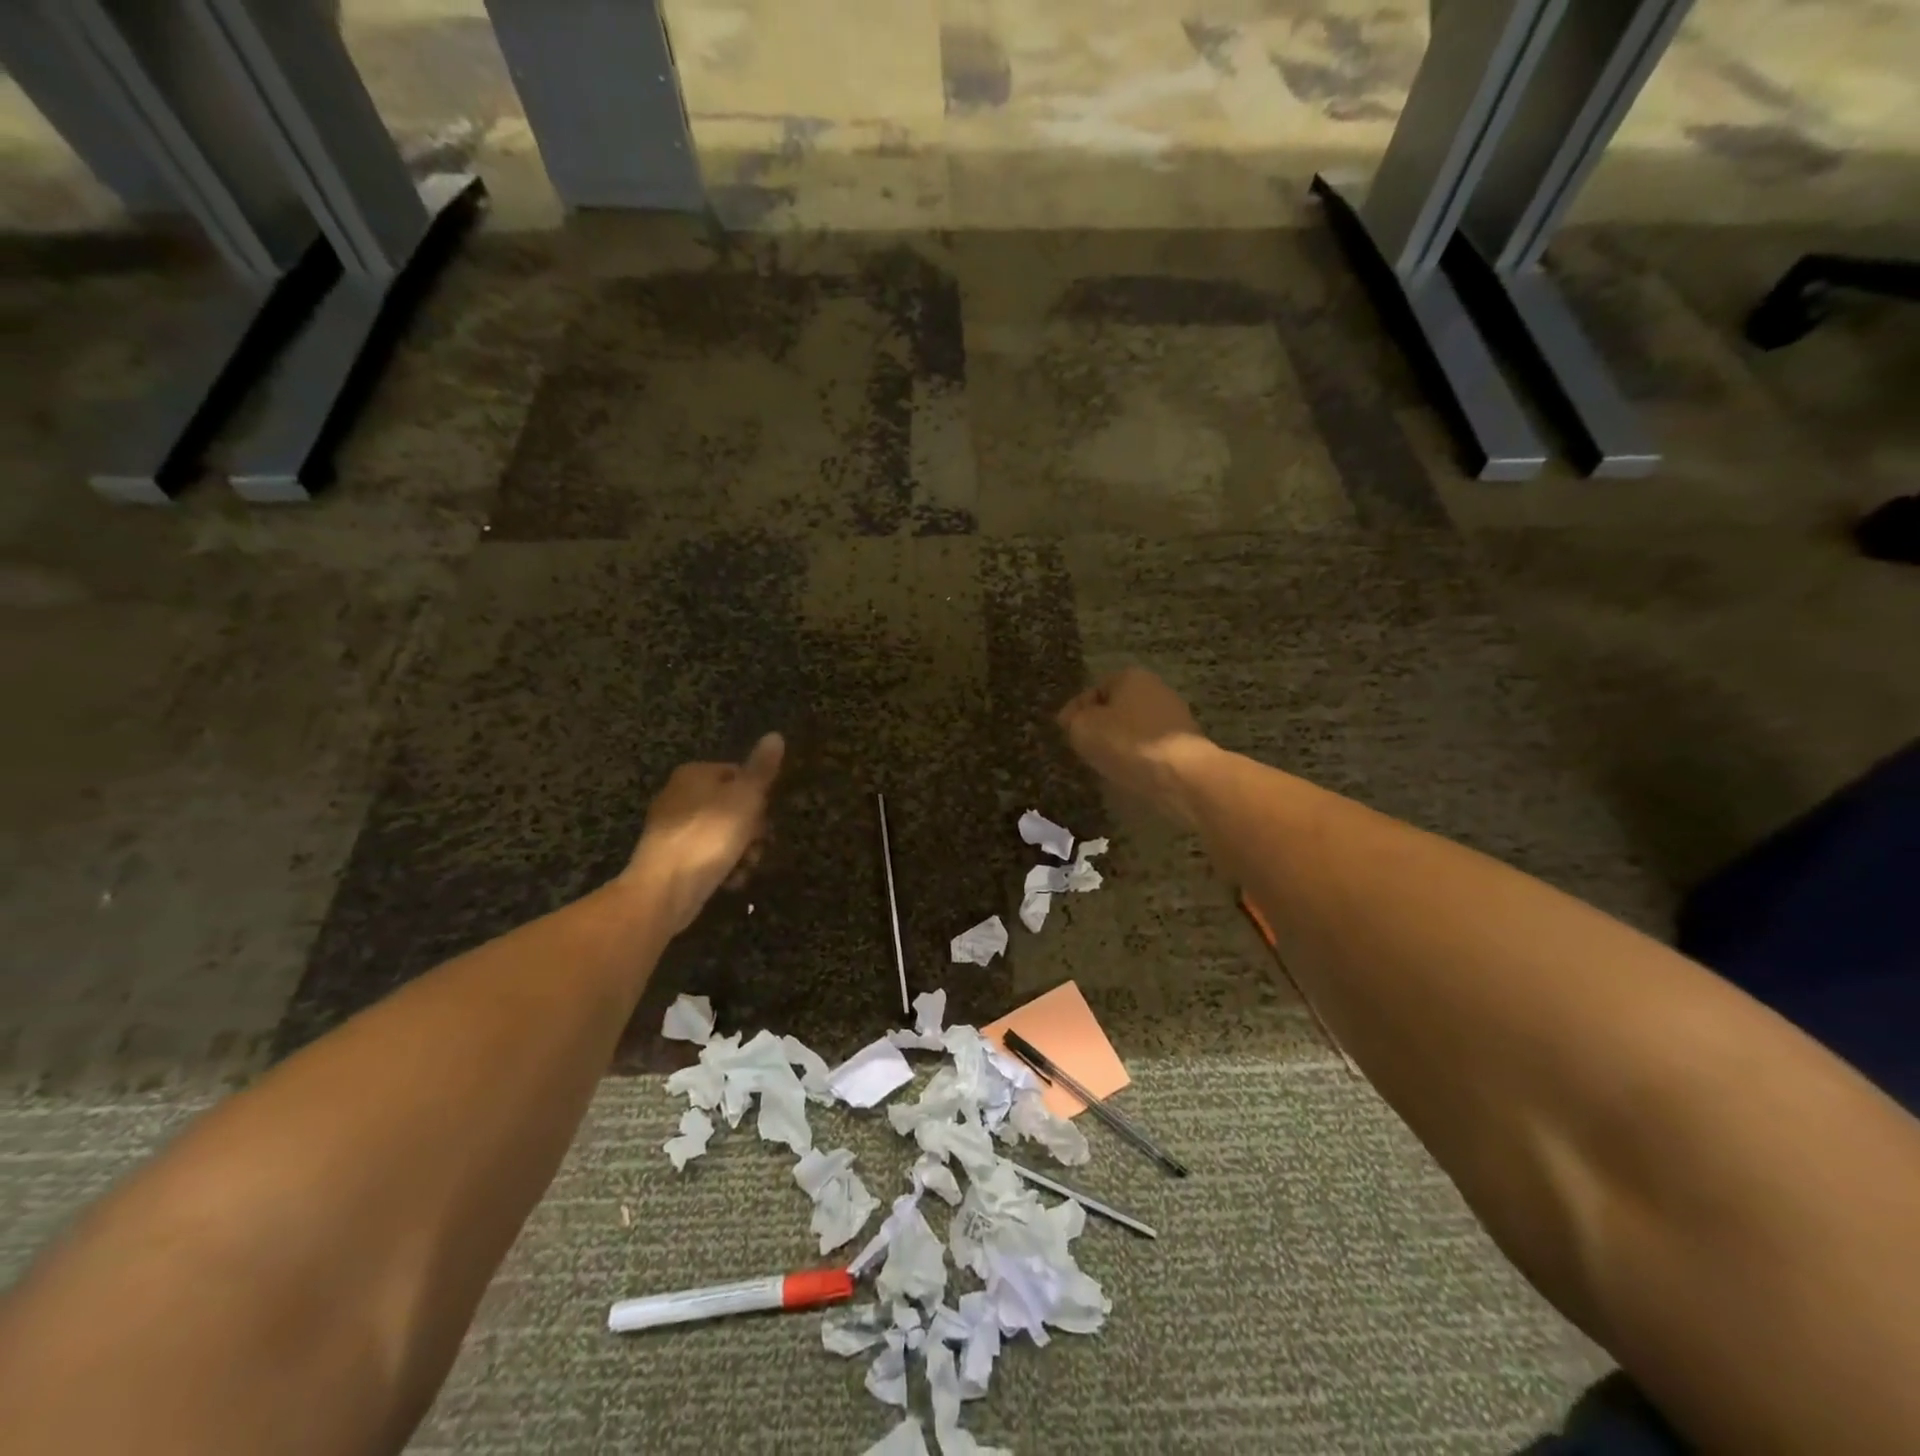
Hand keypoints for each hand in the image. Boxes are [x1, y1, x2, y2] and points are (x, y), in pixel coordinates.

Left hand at [624, 733, 784, 931]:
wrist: (665, 889)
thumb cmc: (709, 836)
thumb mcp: (745, 797)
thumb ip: (762, 768)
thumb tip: (775, 735)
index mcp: (694, 774)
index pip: (739, 774)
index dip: (759, 796)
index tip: (767, 818)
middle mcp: (680, 795)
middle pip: (733, 806)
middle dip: (752, 829)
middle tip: (759, 846)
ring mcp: (674, 828)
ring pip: (723, 833)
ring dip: (742, 851)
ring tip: (747, 867)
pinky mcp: (672, 858)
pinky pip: (708, 856)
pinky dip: (723, 866)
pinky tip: (731, 880)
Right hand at [1057, 669, 1213, 828]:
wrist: (1181, 774)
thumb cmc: (1127, 742)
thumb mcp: (1083, 728)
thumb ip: (1072, 720)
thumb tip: (1073, 720)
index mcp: (1131, 676)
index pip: (1093, 690)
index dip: (1076, 711)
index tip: (1066, 732)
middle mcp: (1156, 690)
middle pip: (1116, 709)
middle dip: (1100, 727)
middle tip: (1084, 748)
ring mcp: (1175, 717)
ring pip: (1134, 730)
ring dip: (1119, 744)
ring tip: (1104, 765)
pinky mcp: (1185, 745)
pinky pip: (1151, 748)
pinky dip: (1138, 758)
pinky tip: (1129, 773)